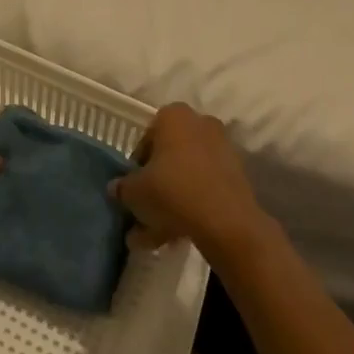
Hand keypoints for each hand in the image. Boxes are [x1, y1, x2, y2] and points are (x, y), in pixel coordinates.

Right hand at [109, 103, 271, 263]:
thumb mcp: (134, 191)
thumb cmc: (172, 191)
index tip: (133, 190)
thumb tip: (116, 188)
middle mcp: (200, 123)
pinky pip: (205, 188)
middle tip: (143, 215)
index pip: (146, 139)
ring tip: (154, 237)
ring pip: (186, 176)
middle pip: (169, 157)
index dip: (136, 167)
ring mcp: (221, 148)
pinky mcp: (236, 174)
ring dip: (170, 203)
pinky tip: (175, 237)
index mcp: (173, 116)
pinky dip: (191, 207)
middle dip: (155, 187)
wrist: (225, 220)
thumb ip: (122, 187)